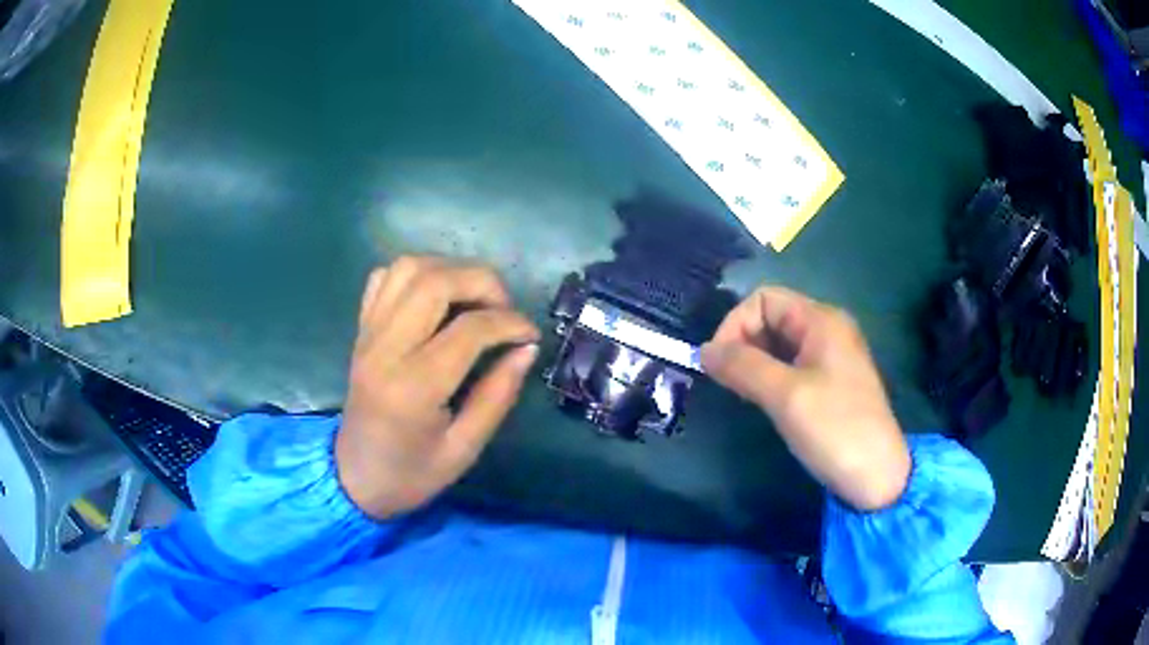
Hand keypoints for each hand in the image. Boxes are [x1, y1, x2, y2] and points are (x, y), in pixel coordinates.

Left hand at [336, 256, 539, 519]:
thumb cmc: (411, 474)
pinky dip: (415, 275)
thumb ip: (497, 396)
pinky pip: (383, 279)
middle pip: (435, 281)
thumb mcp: (464, 449)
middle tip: (505, 309)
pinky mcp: (360, 330)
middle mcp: (386, 349)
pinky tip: (435, 299)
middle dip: (483, 282)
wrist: (354, 477)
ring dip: (450, 270)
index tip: (530, 335)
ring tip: (474, 298)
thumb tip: (526, 349)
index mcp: (414, 387)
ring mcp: (368, 334)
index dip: (510, 323)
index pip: (469, 329)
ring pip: (408, 268)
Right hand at [701, 287, 910, 510]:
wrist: (877, 476)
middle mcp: (827, 329)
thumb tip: (704, 351)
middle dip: (743, 343)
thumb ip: (743, 366)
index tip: (718, 364)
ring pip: (779, 344)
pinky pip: (791, 365)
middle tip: (728, 382)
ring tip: (741, 394)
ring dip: (754, 362)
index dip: (735, 323)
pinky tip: (762, 401)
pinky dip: (770, 376)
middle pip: (771, 318)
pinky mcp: (831, 382)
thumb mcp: (785, 395)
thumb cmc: (834, 428)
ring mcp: (831, 356)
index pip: (764, 299)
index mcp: (821, 320)